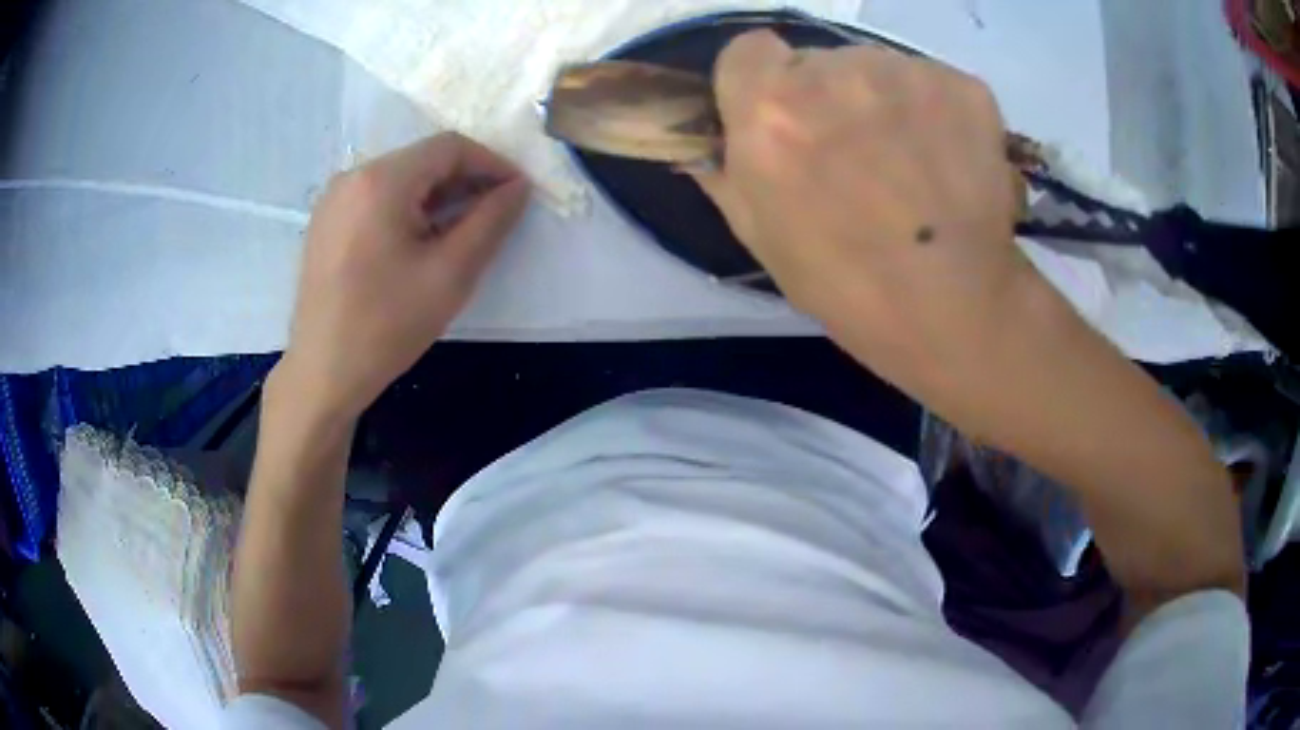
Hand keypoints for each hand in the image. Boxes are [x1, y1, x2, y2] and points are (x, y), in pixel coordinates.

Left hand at [278, 133, 529, 420]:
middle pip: (422, 159)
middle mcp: (352, 176)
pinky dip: (408, 207)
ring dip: (438, 195)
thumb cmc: (386, 326)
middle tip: (495, 214)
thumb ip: (491, 221)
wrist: (322, 374)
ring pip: (400, 178)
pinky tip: (421, 240)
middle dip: (465, 180)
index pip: (449, 147)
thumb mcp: (450, 274)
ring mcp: (333, 199)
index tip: (517, 194)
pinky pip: (376, 197)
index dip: (492, 163)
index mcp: (380, 180)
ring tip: (462, 230)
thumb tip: (518, 188)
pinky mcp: (326, 221)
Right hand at [694, 32, 1035, 394]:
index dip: (762, 82)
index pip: (748, 49)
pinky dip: (935, 112)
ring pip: (878, 68)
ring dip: (883, 102)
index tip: (784, 117)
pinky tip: (948, 163)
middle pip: (817, 60)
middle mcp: (833, 73)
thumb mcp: (760, 236)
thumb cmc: (846, 286)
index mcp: (769, 109)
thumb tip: (705, 142)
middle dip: (827, 97)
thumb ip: (726, 171)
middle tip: (855, 156)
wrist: (954, 310)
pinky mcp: (961, 85)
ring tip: (910, 166)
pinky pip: (930, 82)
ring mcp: (904, 73)